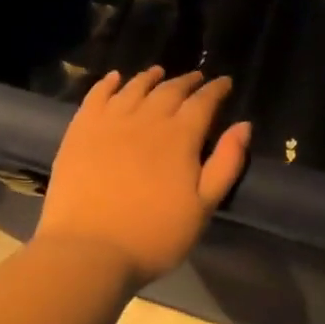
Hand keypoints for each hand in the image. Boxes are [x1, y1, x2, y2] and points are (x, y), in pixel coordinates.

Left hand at [34, 66, 251, 286]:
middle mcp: (147, 119)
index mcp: (180, 136)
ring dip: (150, 77)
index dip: (216, 90)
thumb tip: (243, 125)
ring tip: (158, 72)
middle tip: (197, 78)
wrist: (88, 251)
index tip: (224, 82)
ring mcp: (110, 122)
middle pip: (170, 90)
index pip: (203, 102)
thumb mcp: (204, 207)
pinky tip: (114, 79)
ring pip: (134, 88)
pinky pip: (96, 96)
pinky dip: (107, 83)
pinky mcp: (80, 131)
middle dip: (187, 81)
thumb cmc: (154, 234)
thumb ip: (226, 163)